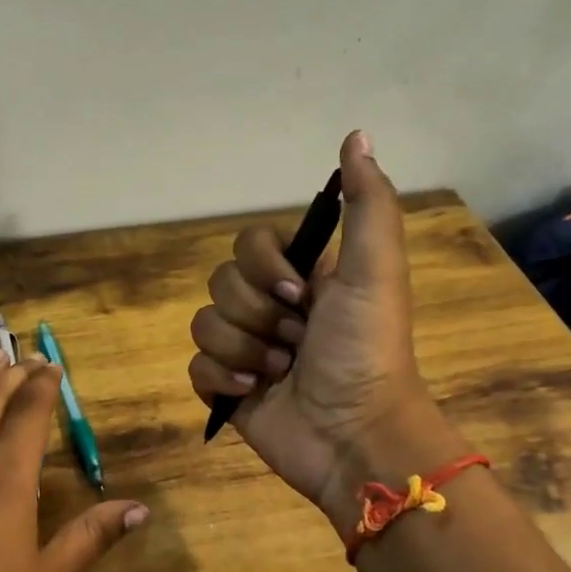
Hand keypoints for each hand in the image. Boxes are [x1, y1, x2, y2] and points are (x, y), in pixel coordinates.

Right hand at [188, 130, 457, 529]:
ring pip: (204, 325)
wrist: (354, 436)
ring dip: (244, 351)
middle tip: (296, 342)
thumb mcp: (375, 271)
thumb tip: (356, 135)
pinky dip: (222, 380)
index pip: (249, 244)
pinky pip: (195, 367)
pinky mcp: (227, 390)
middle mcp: (272, 309)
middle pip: (221, 283)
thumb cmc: (366, 350)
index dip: (265, 268)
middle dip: (258, 316)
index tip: (301, 295)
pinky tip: (254, 395)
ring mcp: (247, 350)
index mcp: (303, 278)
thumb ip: (366, 204)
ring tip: (280, 374)